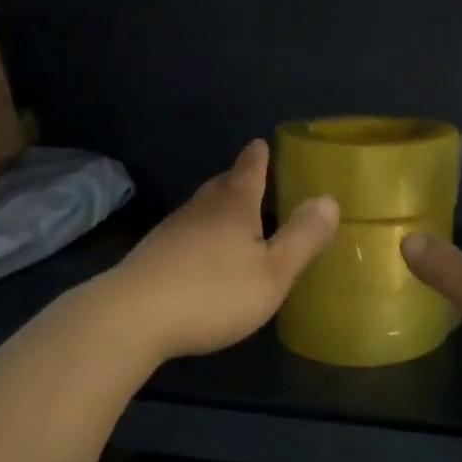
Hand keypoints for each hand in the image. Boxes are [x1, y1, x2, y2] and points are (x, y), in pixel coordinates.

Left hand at [106, 140, 339, 361]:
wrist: (132, 317)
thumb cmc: (212, 292)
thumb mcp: (272, 272)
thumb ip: (302, 237)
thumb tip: (329, 200)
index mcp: (234, 205)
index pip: (249, 168)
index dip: (259, 156)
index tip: (262, 144)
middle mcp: (201, 208)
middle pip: (222, 184)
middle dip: (238, 179)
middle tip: (253, 177)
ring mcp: (172, 230)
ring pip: (201, 208)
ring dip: (218, 206)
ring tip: (232, 214)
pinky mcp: (152, 255)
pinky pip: (186, 232)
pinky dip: (200, 232)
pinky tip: (202, 253)